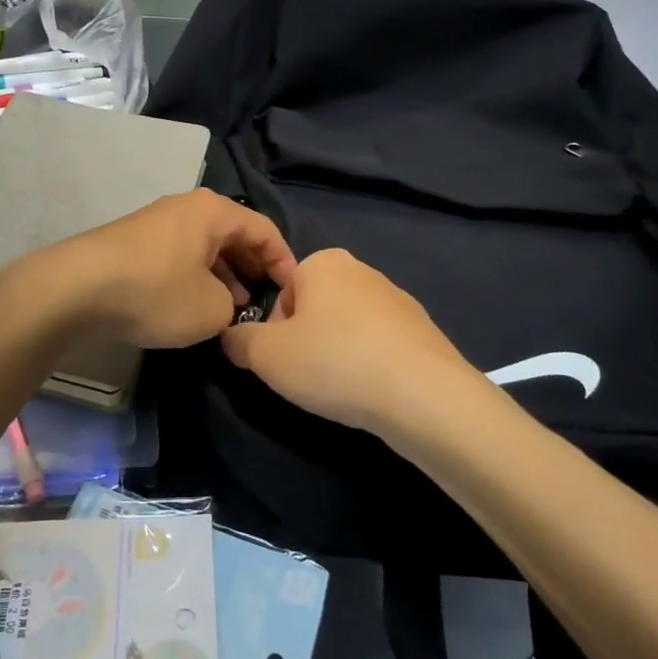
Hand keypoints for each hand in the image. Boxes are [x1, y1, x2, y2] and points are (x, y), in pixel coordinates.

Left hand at [38, 189, 298, 348]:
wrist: (77, 287)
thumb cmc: (156, 291)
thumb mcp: (211, 310)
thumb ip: (233, 308)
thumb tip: (225, 304)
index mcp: (214, 212)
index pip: (265, 230)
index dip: (285, 262)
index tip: (295, 293)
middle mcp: (187, 207)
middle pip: (234, 235)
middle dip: (253, 268)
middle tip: (264, 301)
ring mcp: (158, 221)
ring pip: (206, 246)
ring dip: (224, 275)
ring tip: (233, 308)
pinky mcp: (135, 240)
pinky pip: (180, 254)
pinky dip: (196, 276)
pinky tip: (193, 303)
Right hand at [220, 248, 477, 433]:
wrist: (424, 396)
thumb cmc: (334, 363)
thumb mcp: (266, 355)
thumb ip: (238, 341)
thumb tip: (233, 338)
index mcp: (323, 262)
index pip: (281, 294)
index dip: (274, 332)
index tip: (284, 361)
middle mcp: (362, 270)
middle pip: (314, 309)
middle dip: (307, 342)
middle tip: (309, 378)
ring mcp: (398, 300)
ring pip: (347, 329)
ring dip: (338, 355)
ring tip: (343, 390)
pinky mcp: (423, 332)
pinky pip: (379, 346)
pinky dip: (370, 366)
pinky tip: (373, 392)